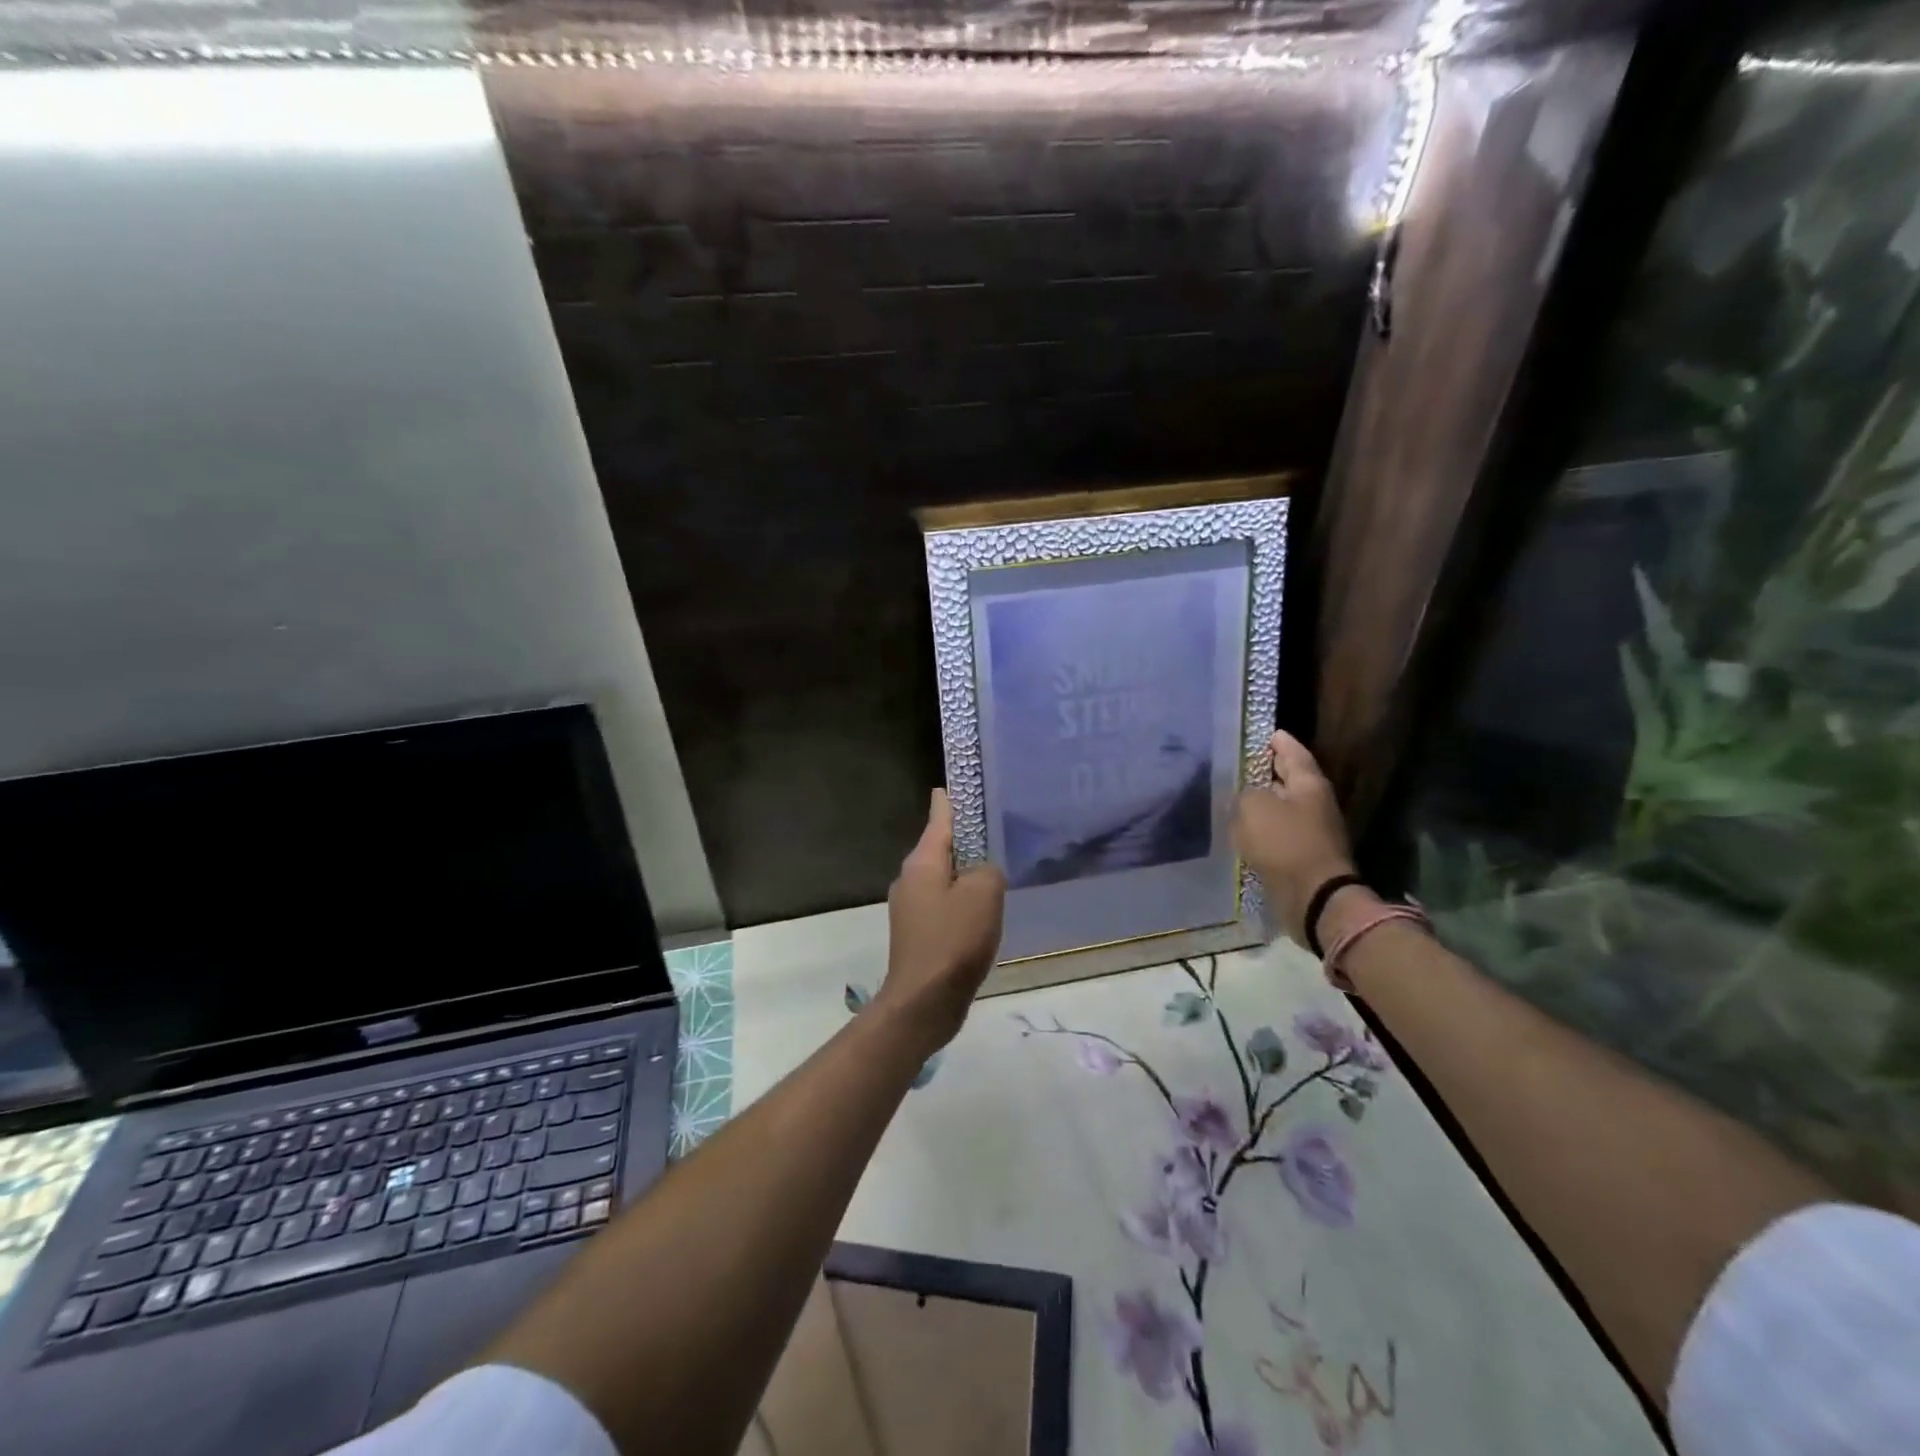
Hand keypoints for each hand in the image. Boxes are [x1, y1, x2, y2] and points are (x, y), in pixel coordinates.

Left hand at [880, 789, 1006, 1053]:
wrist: (924, 1001)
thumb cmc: (953, 941)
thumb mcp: (983, 894)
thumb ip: (988, 870)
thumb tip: (982, 872)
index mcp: (922, 863)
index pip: (939, 817)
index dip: (951, 799)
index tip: (959, 782)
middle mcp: (911, 879)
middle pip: (941, 847)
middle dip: (965, 838)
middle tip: (995, 827)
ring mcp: (912, 908)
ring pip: (944, 877)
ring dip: (966, 872)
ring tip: (996, 867)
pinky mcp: (919, 934)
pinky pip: (945, 904)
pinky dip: (963, 900)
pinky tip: (984, 910)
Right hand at [1232, 731, 1359, 945]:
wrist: (1312, 896)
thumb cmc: (1284, 843)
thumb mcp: (1254, 806)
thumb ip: (1245, 793)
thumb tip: (1246, 795)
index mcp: (1308, 783)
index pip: (1292, 751)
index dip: (1277, 740)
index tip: (1263, 732)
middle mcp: (1314, 802)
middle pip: (1288, 778)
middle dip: (1267, 770)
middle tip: (1240, 762)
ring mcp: (1311, 830)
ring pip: (1281, 806)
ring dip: (1262, 801)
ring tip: (1234, 795)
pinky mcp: (1301, 855)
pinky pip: (1278, 832)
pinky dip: (1262, 827)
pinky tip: (1241, 828)